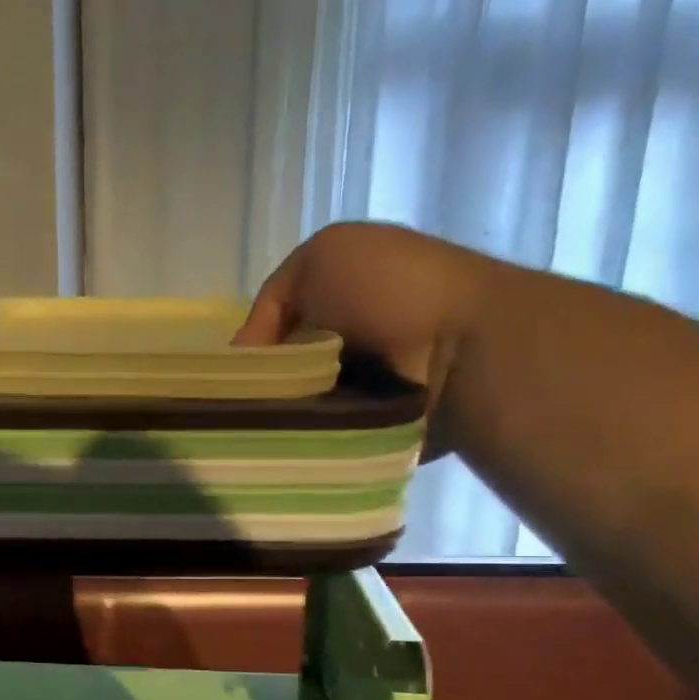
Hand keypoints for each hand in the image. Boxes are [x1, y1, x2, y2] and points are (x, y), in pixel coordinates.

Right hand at [233, 223, 508, 452]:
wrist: (464, 348)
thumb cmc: (390, 290)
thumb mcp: (320, 258)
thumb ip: (272, 300)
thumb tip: (246, 359)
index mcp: (338, 297)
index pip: (273, 331)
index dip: (250, 351)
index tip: (233, 377)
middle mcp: (350, 339)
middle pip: (284, 371)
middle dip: (264, 386)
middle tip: (245, 407)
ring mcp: (365, 387)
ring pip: (299, 405)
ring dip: (285, 413)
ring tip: (263, 430)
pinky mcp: (374, 427)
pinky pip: (325, 434)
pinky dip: (307, 436)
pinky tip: (291, 441)